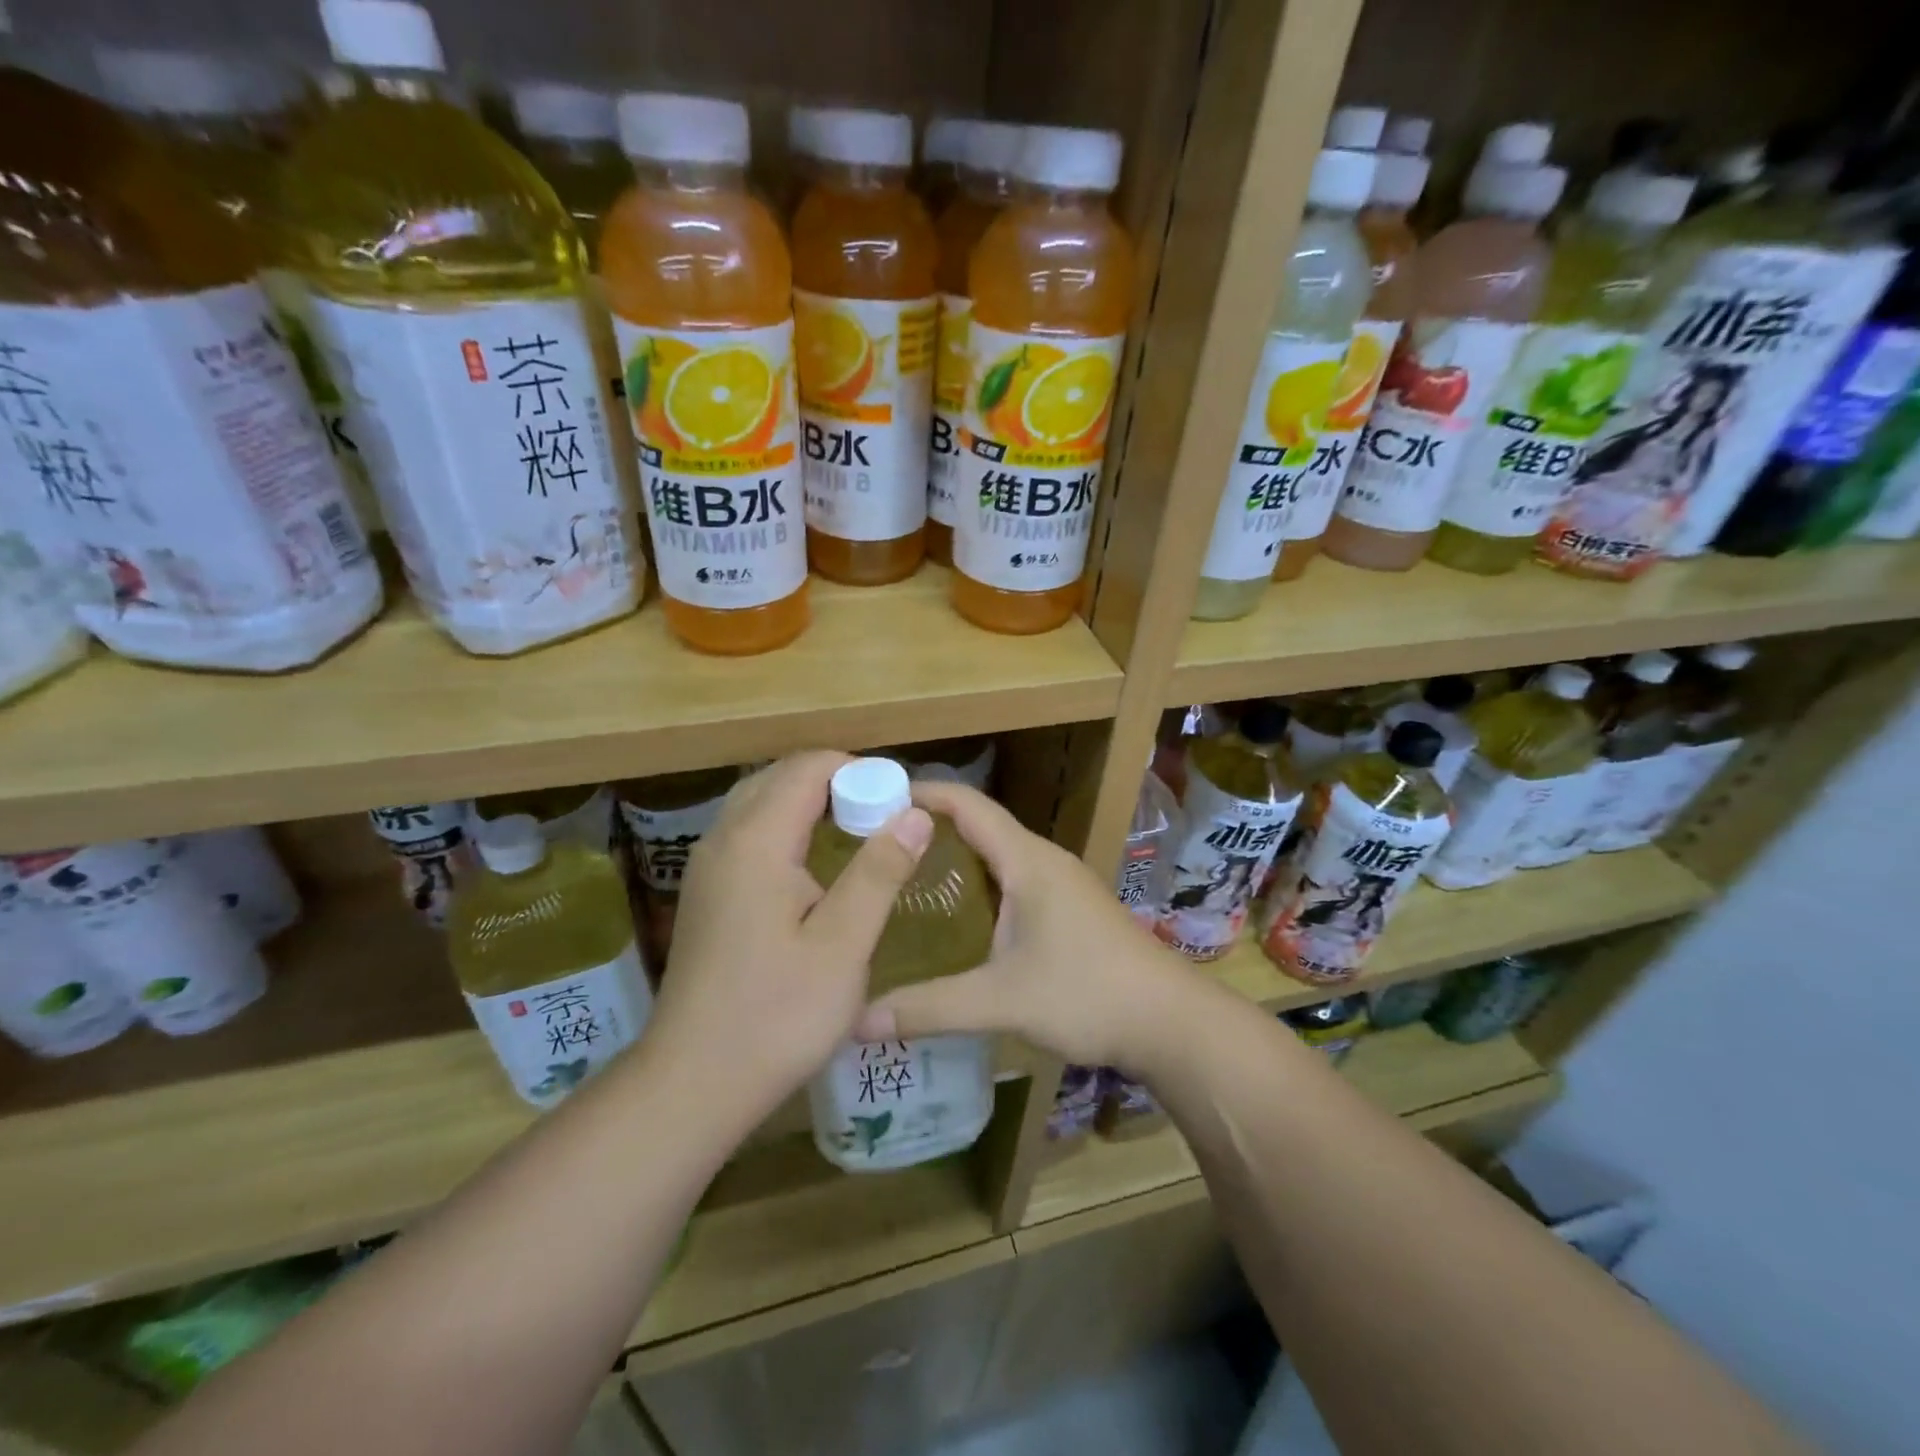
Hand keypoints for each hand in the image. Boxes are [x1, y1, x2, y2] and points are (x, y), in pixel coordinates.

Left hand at [646, 752, 934, 1127]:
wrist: (694, 1082)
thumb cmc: (777, 1015)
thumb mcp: (843, 945)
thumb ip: (879, 872)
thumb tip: (916, 813)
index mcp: (756, 842)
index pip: (807, 768)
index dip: (858, 771)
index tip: (898, 800)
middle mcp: (723, 840)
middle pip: (779, 777)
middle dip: (834, 781)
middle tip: (882, 814)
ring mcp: (707, 867)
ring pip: (760, 803)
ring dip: (808, 802)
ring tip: (855, 831)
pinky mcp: (705, 893)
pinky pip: (747, 832)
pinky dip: (785, 826)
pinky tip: (813, 865)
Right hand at [853, 781, 1196, 1069]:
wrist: (1170, 1021)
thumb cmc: (1088, 994)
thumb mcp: (1002, 1001)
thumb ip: (930, 1007)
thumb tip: (858, 1019)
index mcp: (1027, 860)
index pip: (967, 805)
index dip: (922, 793)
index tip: (873, 797)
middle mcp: (1043, 860)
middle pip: (979, 825)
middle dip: (928, 827)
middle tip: (874, 845)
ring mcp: (1061, 883)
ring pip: (997, 855)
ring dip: (954, 857)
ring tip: (903, 877)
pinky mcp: (1069, 908)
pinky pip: (1012, 880)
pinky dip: (977, 884)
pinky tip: (954, 916)